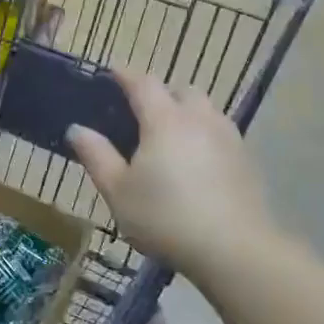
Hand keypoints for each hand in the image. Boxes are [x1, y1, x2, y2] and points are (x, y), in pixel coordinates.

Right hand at [66, 69, 289, 282]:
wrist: (234, 250)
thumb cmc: (165, 217)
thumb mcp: (118, 191)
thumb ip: (96, 156)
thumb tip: (77, 128)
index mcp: (164, 120)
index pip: (143, 83)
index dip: (125, 75)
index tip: (112, 73)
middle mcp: (199, 119)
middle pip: (181, 90)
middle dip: (161, 93)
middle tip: (142, 113)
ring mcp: (228, 138)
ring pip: (206, 110)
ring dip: (187, 113)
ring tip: (170, 137)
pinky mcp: (247, 161)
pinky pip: (221, 133)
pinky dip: (204, 136)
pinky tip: (196, 163)